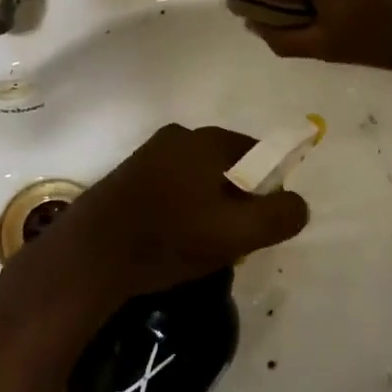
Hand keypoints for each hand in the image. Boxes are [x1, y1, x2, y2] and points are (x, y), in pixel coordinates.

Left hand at [39, 124, 308, 301]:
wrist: (91, 255)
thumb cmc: (170, 237)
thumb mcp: (237, 234)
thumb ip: (279, 216)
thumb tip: (299, 202)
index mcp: (207, 140)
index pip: (257, 152)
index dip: (268, 186)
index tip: (261, 222)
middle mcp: (179, 136)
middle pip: (227, 165)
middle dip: (237, 199)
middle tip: (233, 239)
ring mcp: (149, 154)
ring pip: (198, 178)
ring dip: (207, 206)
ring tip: (200, 245)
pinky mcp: (128, 176)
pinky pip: (171, 186)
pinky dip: (181, 208)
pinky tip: (172, 240)